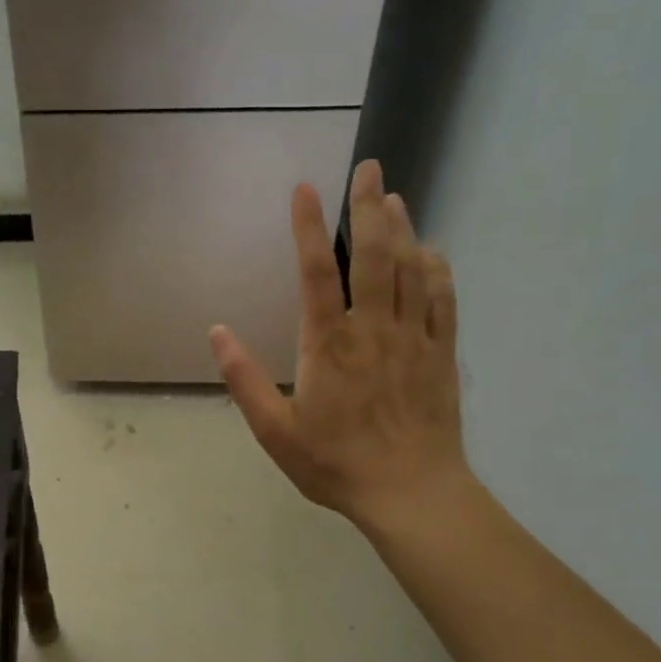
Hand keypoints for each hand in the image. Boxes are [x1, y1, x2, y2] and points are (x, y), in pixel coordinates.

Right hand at [209, 159, 470, 537]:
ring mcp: (414, 338)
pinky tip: (430, 252)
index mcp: (328, 344)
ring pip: (412, 268)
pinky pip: (443, 300)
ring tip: (394, 197)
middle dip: (369, 206)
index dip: (309, 227)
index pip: (317, 272)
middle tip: (369, 167)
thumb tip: (217, 332)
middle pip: (374, 254)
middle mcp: (373, 328)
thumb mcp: (274, 431)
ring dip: (403, 228)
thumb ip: (245, 379)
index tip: (305, 189)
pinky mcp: (442, 354)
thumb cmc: (335, 463)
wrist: (410, 493)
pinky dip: (436, 269)